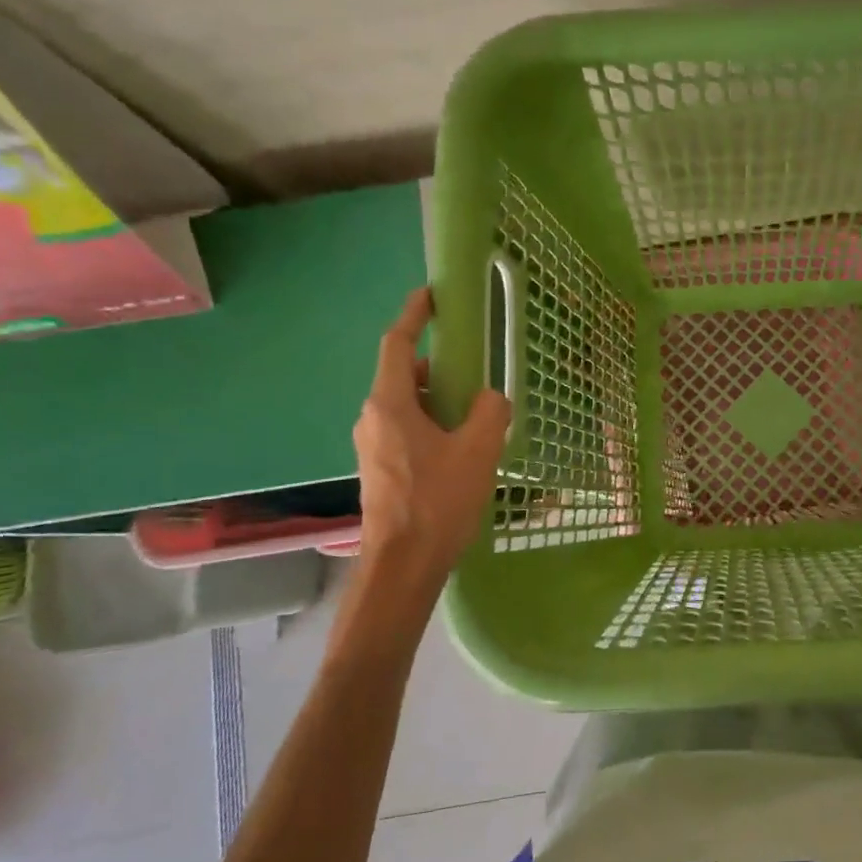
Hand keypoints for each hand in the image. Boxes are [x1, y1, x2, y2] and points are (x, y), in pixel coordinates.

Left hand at [353, 288, 511, 571]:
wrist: (403, 566)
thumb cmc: (438, 501)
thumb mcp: (479, 450)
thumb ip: (489, 412)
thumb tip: (488, 399)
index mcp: (390, 404)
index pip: (398, 344)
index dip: (414, 315)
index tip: (432, 295)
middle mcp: (372, 418)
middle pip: (404, 376)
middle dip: (438, 367)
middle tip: (474, 370)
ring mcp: (372, 446)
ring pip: (406, 406)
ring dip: (437, 400)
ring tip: (475, 414)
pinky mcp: (380, 470)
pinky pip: (405, 430)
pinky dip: (431, 424)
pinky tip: (461, 448)